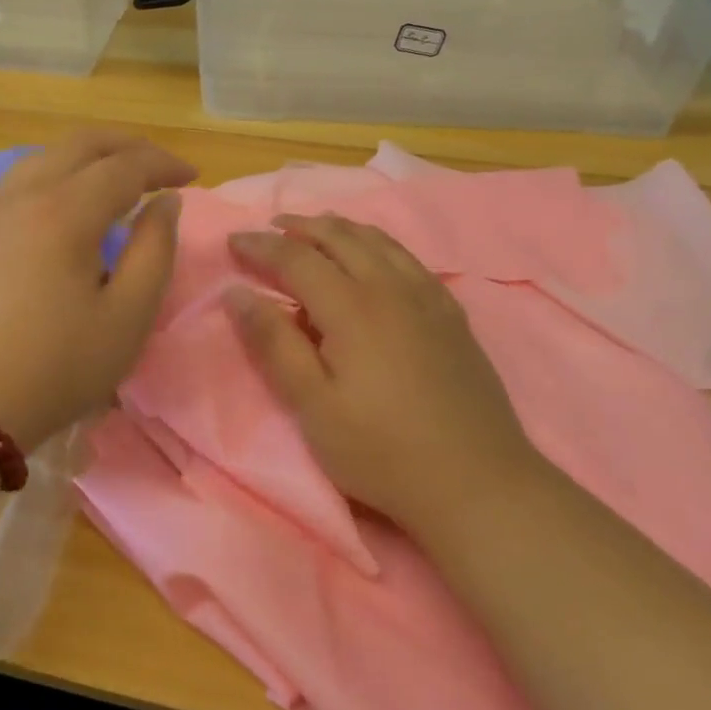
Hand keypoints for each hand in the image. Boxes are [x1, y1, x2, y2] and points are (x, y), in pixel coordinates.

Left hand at [0, 131, 196, 450]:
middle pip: (80, 145)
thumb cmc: (56, 366)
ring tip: (118, 177)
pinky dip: (59, 173)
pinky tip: (69, 202)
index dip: (163, 164)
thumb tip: (165, 203)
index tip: (193, 177)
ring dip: (89, 156)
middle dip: (127, 146)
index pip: (124, 165)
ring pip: (45, 157)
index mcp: (66, 211)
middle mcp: (25, 196)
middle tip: (160, 166)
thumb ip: (154, 251)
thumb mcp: (127, 317)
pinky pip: (22, 181)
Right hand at [226, 214, 536, 530]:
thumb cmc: (381, 451)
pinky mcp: (451, 315)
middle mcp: (391, 288)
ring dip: (340, 229)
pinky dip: (379, 244)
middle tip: (270, 227)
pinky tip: (376, 257)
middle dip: (300, 227)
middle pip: (340, 238)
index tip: (232, 241)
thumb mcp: (313, 406)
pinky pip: (409, 259)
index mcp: (352, 307)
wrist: (478, 482)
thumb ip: (274, 344)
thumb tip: (237, 293)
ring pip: (379, 242)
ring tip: (316, 229)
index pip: (297, 258)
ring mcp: (428, 299)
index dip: (261, 246)